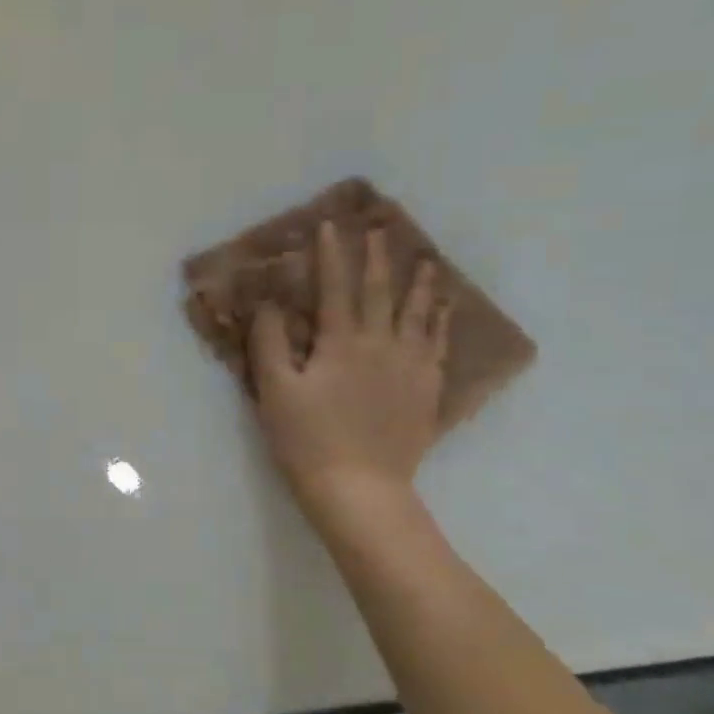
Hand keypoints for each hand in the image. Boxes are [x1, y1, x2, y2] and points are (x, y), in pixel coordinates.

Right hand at [250, 221, 451, 514]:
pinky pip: (438, 347)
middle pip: (380, 292)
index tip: (329, 225)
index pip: (335, 288)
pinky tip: (443, 314)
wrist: (359, 488)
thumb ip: (270, 343)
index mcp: (341, 343)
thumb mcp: (274, 391)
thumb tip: (271, 304)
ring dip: (421, 285)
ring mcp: (411, 368)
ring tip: (427, 264)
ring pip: (419, 315)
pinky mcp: (426, 392)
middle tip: (381, 229)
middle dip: (377, 258)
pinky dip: (441, 324)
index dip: (331, 255)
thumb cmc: (307, 439)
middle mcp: (382, 345)